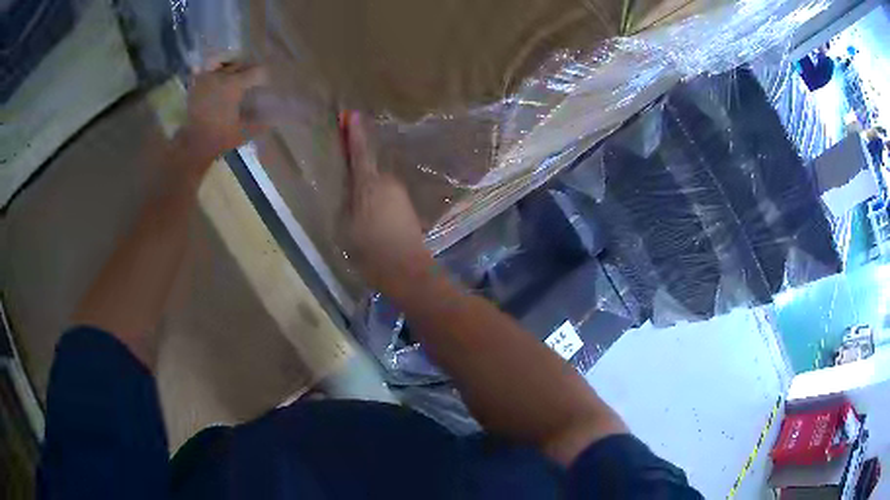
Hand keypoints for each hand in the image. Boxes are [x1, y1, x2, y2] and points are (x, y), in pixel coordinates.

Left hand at [177, 64, 267, 160]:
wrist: (194, 143)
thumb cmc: (220, 137)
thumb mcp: (244, 132)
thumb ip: (261, 123)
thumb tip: (274, 119)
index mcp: (235, 84)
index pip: (256, 71)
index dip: (263, 77)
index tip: (264, 84)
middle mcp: (221, 76)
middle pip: (239, 65)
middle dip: (246, 72)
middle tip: (248, 82)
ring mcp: (206, 79)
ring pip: (222, 66)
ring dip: (229, 70)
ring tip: (232, 79)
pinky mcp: (195, 85)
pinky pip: (203, 71)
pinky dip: (209, 71)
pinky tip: (213, 78)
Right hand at [340, 112, 434, 295]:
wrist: (406, 270)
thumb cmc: (370, 249)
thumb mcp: (345, 225)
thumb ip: (346, 200)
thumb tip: (348, 186)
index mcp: (369, 183)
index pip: (359, 151)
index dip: (353, 132)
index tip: (351, 114)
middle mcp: (388, 181)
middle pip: (368, 165)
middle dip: (357, 164)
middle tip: (342, 167)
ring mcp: (401, 193)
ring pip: (377, 181)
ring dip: (366, 183)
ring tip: (354, 200)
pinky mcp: (407, 206)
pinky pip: (385, 193)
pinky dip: (375, 195)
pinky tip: (369, 211)